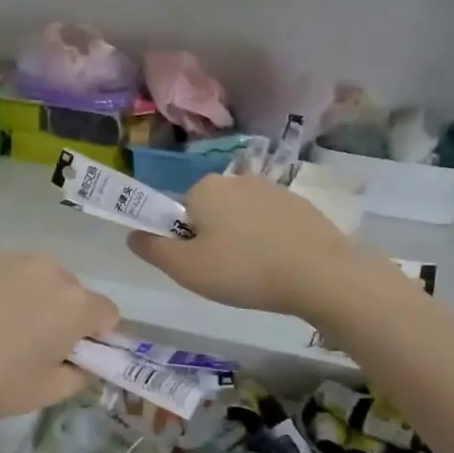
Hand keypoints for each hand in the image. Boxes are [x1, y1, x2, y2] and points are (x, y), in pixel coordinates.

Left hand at [0, 249, 119, 435]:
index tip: (70, 353)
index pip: (107, 313)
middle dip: (61, 311)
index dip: (94, 335)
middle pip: (72, 289)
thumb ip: (82, 373)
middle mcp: (50, 269)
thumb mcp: (48, 392)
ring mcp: (10, 255)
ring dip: (31, 294)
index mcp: (76, 303)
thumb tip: (85, 360)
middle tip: (30, 341)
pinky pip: (2, 267)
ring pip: (36, 274)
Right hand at [126, 174, 358, 319]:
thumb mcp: (186, 269)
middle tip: (227, 274)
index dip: (185, 241)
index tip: (202, 266)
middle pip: (210, 212)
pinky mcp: (300, 204)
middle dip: (214, 239)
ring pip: (241, 218)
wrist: (321, 273)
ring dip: (242, 240)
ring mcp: (272, 188)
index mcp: (204, 188)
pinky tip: (281, 265)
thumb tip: (132, 234)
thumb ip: (153, 250)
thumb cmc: (244, 270)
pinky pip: (270, 222)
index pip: (180, 212)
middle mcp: (236, 178)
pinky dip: (269, 240)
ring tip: (257, 273)